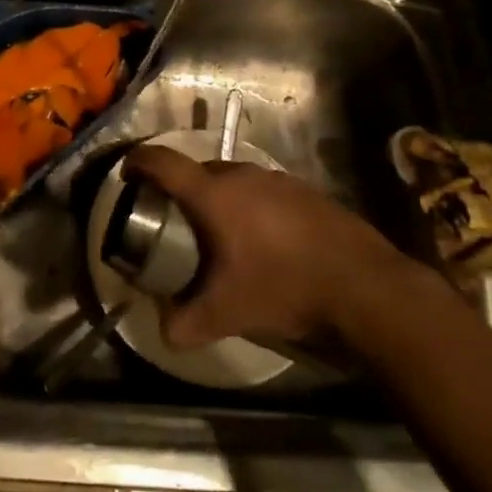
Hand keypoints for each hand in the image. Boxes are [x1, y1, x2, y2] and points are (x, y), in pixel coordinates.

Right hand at [124, 147, 416, 349]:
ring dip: (218, 199)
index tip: (127, 172)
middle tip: (173, 221)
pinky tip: (263, 242)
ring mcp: (278, 179)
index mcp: (214, 194)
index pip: (163, 162)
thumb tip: (162, 329)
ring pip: (233, 181)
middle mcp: (243, 174)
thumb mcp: (227, 313)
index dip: (139, 161)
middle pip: (197, 171)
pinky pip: (263, 191)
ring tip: (218, 234)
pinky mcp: (305, 191)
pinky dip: (250, 207)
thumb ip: (184, 323)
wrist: (364, 286)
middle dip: (179, 191)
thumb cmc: (284, 288)